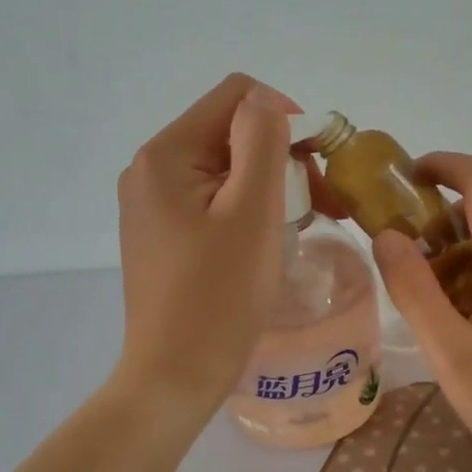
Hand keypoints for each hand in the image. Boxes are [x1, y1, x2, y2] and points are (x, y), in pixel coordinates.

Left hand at [114, 74, 294, 413]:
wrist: (175, 375)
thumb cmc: (220, 295)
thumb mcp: (252, 210)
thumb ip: (262, 140)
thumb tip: (266, 102)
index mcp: (165, 154)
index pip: (236, 96)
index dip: (285, 117)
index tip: (317, 166)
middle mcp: (149, 170)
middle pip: (229, 132)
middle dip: (281, 157)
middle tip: (322, 204)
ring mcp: (151, 205)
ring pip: (224, 168)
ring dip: (269, 185)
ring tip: (298, 225)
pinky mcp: (160, 235)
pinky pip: (211, 200)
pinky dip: (246, 209)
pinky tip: (265, 241)